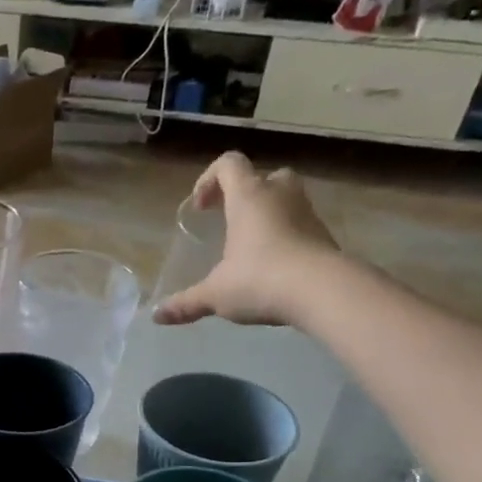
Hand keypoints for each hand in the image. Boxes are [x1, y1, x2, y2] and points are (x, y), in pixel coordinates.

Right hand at [153, 153, 341, 328]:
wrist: (323, 291)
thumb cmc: (260, 280)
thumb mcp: (215, 294)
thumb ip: (186, 303)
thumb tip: (157, 316)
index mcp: (249, 197)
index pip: (229, 164)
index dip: (209, 179)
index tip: (201, 208)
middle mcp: (280, 195)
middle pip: (263, 177)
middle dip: (245, 194)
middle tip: (230, 220)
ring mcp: (307, 212)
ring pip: (286, 199)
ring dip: (268, 214)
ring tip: (251, 246)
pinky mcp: (324, 235)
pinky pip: (300, 225)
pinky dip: (286, 236)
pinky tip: (274, 266)